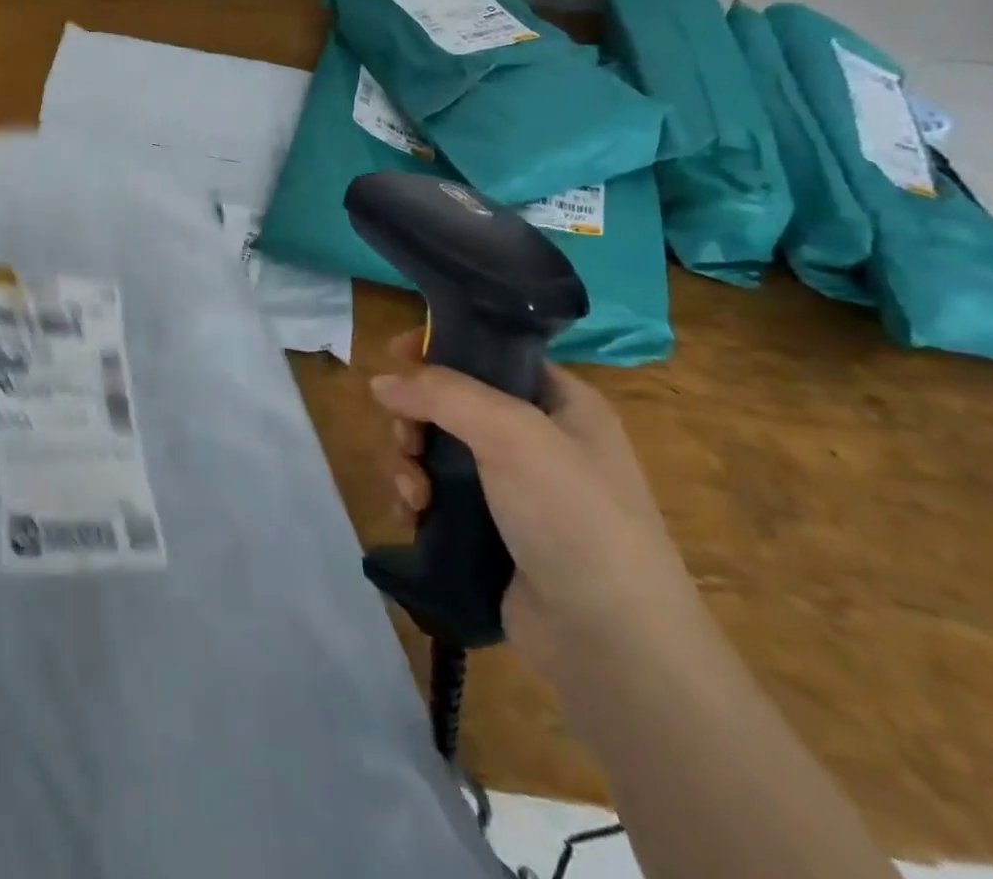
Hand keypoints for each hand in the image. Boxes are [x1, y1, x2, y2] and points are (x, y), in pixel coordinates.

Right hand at [370, 330, 709, 688]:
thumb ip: (441, 394)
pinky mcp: (493, 534)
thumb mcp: (511, 434)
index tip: (396, 354)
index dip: (443, 349)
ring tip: (413, 491)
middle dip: (418, 417)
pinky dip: (419, 498)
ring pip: (439, 451)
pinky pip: (439, 496)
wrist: (612, 644)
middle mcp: (541, 442)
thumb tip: (380, 382)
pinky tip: (414, 514)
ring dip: (412, 462)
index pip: (493, 355)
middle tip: (406, 438)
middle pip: (454, 404)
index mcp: (564, 405)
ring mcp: (517, 492)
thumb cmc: (574, 517)